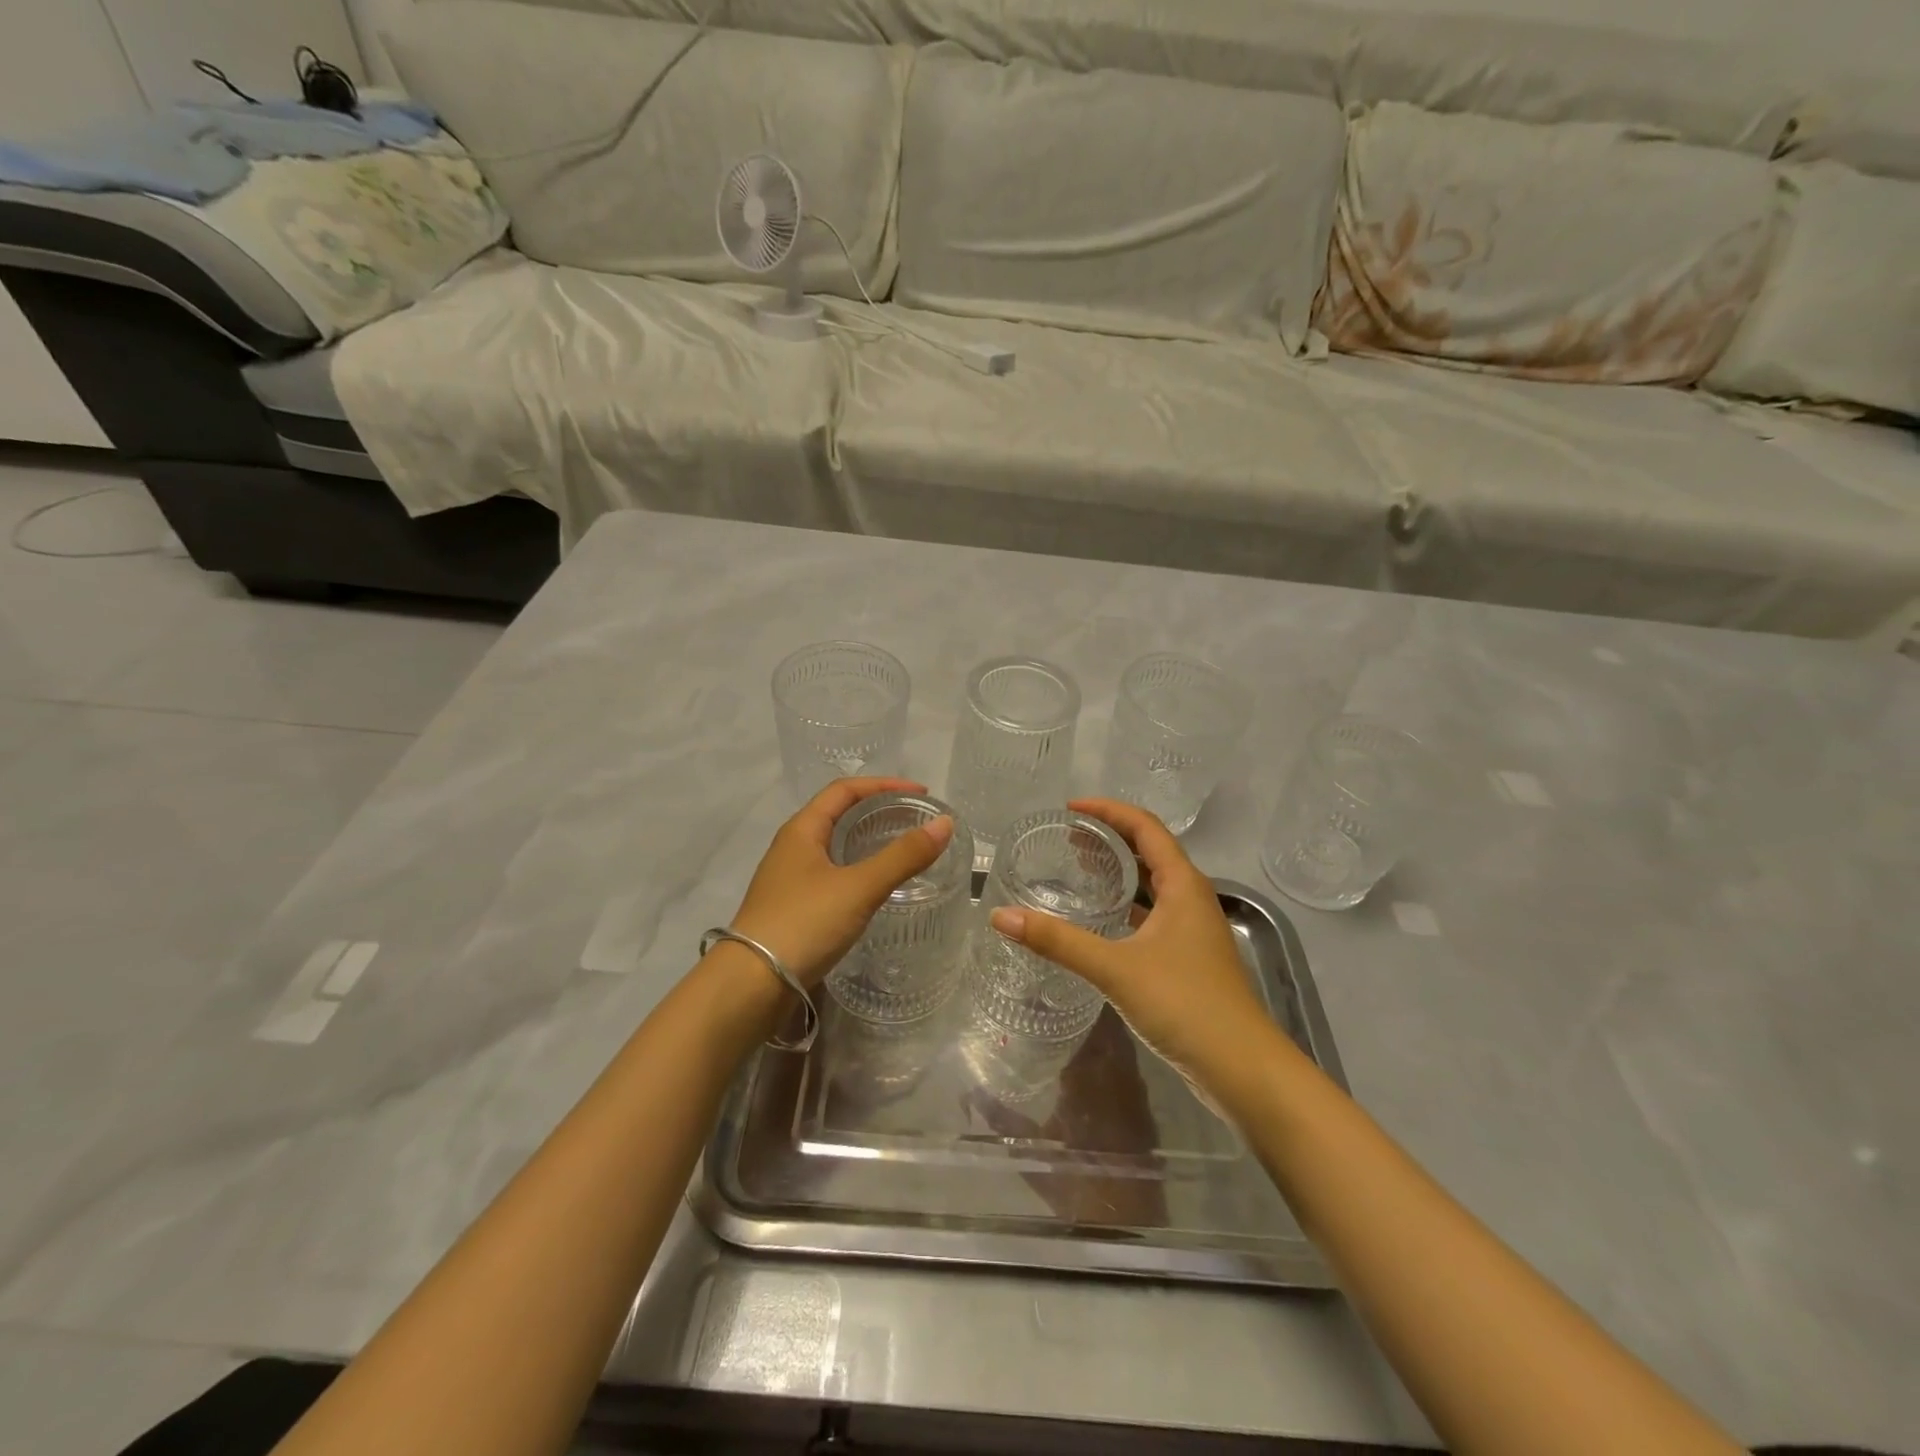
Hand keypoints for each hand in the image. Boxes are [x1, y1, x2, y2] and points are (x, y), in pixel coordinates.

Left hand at [730, 777, 953, 988]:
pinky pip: (831, 875)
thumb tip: (945, 824)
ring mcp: (790, 879)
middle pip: (838, 815)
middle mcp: (792, 847)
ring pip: (834, 847)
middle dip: (877, 811)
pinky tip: (875, 888)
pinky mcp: (793, 908)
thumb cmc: (803, 924)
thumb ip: (903, 856)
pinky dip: (858, 870)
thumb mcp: (859, 887)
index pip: (844, 790)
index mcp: (801, 830)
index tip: (920, 793)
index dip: (884, 785)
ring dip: (867, 841)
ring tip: (901, 850)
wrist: (751, 986)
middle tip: (914, 821)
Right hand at [967, 1008, 1169, 1230]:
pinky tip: (1099, 1046)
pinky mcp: (1144, 1103)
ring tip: (1076, 1007)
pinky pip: (1129, 1060)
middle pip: (1104, 1025)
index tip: (1046, 988)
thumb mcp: (1030, 1150)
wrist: (1125, 1221)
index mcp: (1086, 1077)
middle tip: (1059, 990)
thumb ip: (1000, 1118)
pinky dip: (1116, 1047)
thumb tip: (968, 1092)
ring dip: (1102, 1024)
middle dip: (1085, 1005)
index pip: (1081, 1024)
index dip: (1066, 1004)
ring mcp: (1134, 1087)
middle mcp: (1114, 1074)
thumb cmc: (1076, 1182)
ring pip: (1119, 1040)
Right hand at [986, 798, 1279, 1102]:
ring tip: (1078, 869)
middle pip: (1150, 851)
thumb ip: (1058, 941)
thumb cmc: (1185, 1004)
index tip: (1069, 808)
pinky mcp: (1189, 957)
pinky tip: (1101, 921)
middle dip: (1110, 838)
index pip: (1145, 827)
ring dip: (1119, 871)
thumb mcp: (1115, 968)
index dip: (1108, 811)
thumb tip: (1001, 916)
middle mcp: (1191, 898)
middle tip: (1067, 838)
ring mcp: (1193, 929)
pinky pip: (1153, 914)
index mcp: (1183, 885)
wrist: (1243, 1069)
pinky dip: (1126, 905)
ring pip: (1153, 884)